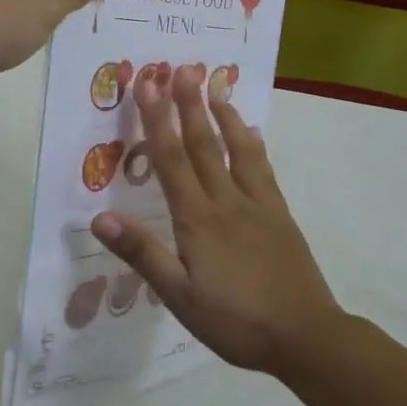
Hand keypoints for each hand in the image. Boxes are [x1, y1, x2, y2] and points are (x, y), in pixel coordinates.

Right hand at [90, 64, 344, 374]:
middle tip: (181, 68)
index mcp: (198, 219)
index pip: (171, 160)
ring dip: (223, 116)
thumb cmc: (236, 321)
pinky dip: (254, 145)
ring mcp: (258, 206)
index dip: (157, 120)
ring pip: (237, 150)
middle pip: (204, 145)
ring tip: (215, 87)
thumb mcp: (180, 297)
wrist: (307, 337)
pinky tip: (252, 133)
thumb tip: (100, 218)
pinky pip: (264, 170)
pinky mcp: (280, 216)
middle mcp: (227, 201)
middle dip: (189, 105)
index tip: (148, 85)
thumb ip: (143, 254)